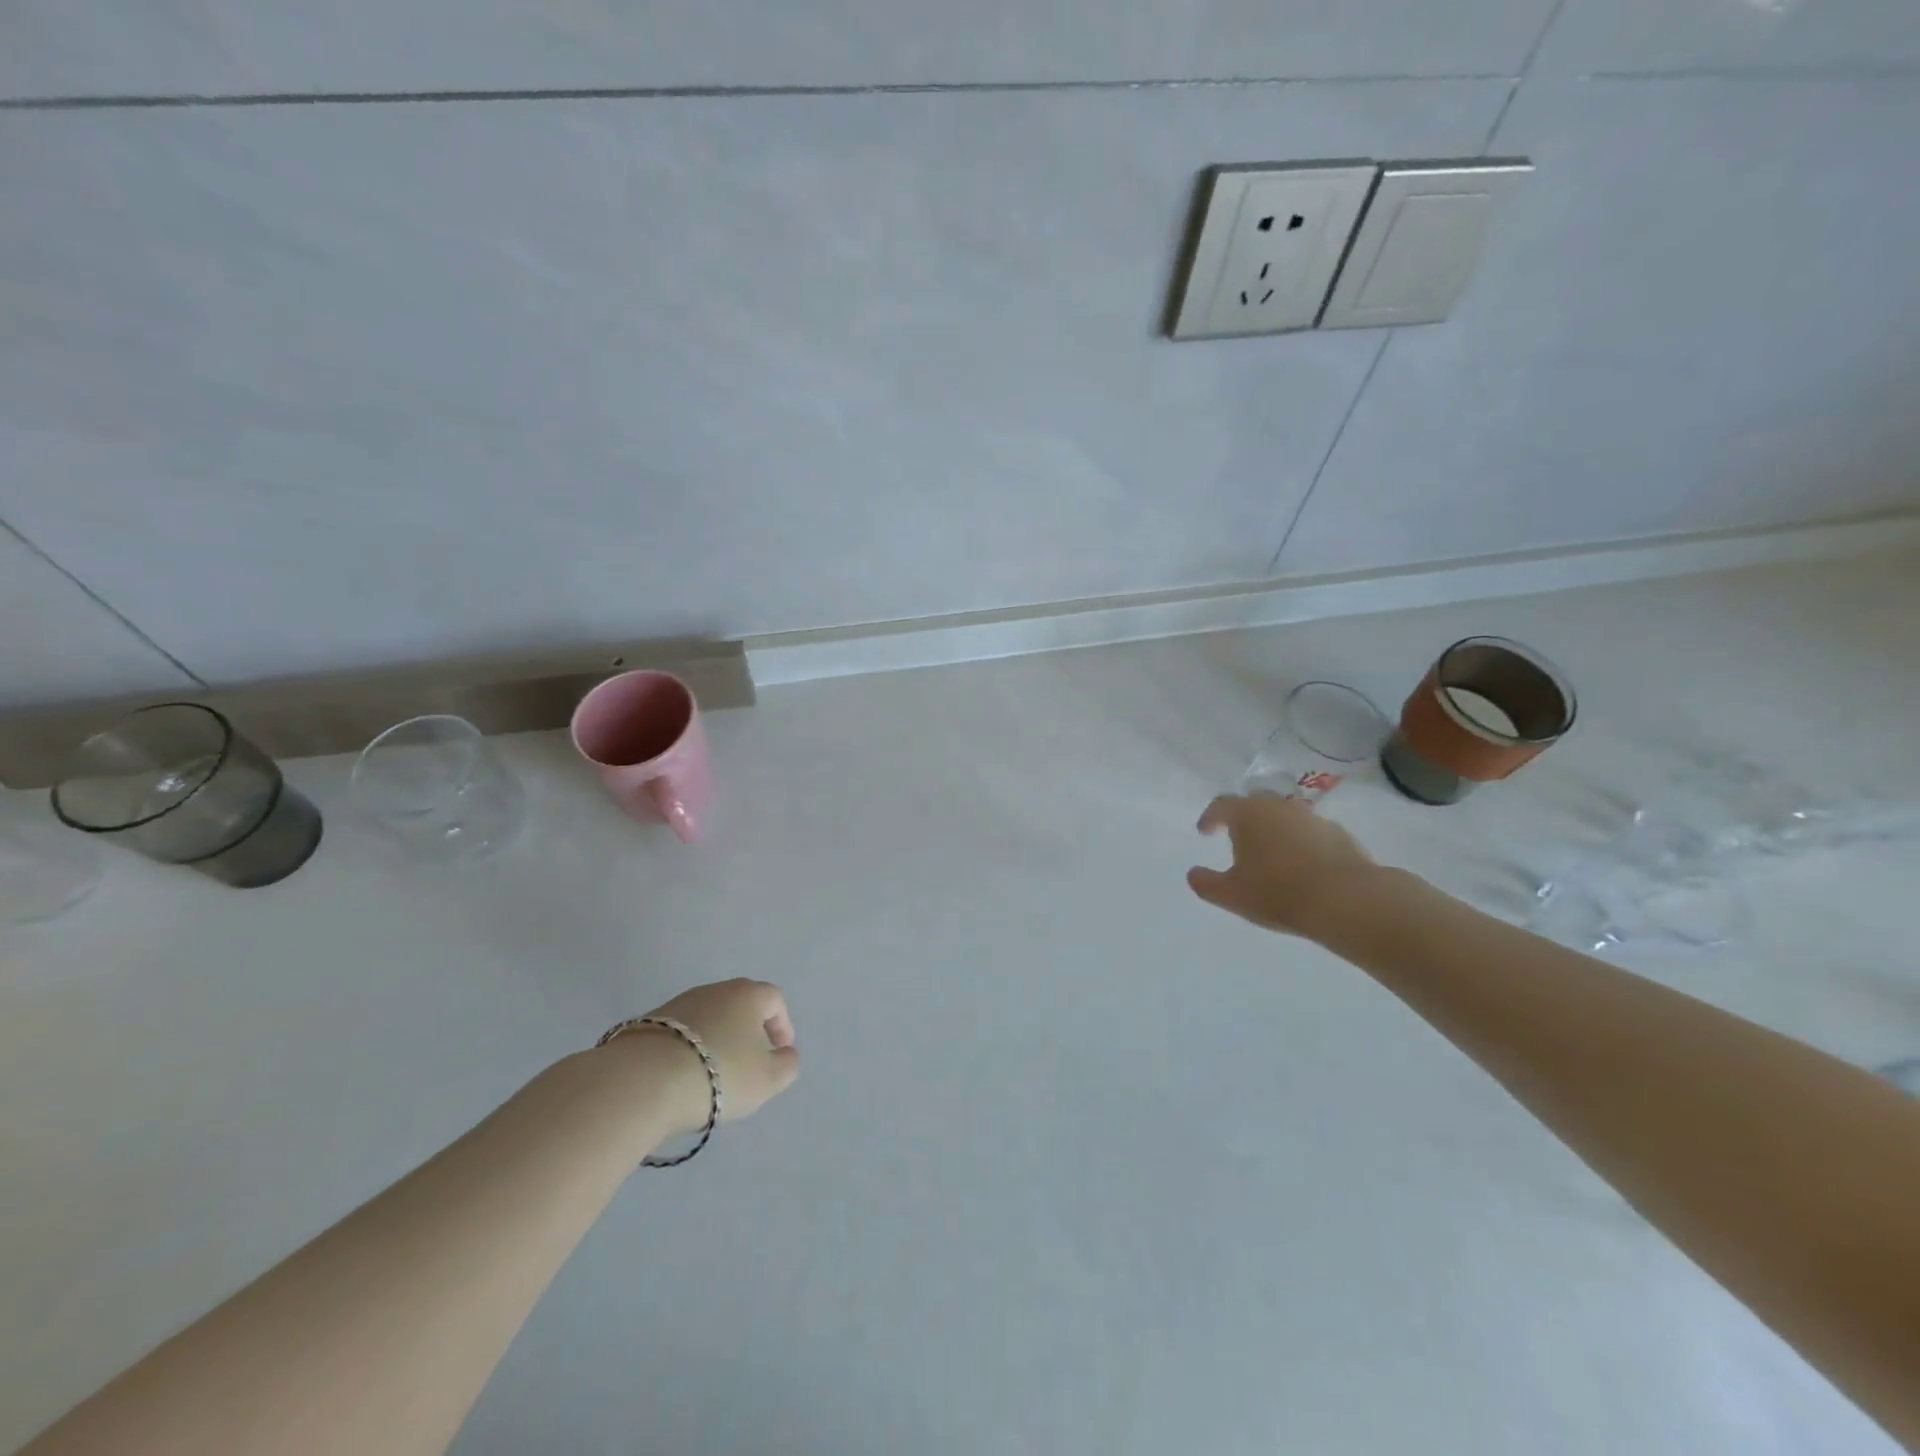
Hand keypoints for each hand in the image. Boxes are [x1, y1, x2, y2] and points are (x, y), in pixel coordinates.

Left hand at [615, 979, 799, 1131]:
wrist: (643, 1080)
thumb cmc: (719, 1074)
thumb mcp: (768, 1079)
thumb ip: (786, 1065)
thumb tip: (784, 1054)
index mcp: (748, 995)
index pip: (774, 1000)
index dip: (782, 1025)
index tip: (779, 1053)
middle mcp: (715, 990)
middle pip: (740, 1005)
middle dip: (748, 1032)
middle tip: (749, 1063)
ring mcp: (678, 1003)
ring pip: (709, 1018)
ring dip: (717, 1041)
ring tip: (713, 1075)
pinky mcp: (649, 1023)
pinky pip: (680, 1034)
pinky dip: (688, 1050)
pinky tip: (683, 1077)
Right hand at [1187, 792, 1377, 939]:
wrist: (1347, 900)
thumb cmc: (1278, 893)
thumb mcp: (1231, 895)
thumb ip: (1206, 883)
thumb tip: (1193, 873)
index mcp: (1248, 814)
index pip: (1221, 806)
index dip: (1210, 818)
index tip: (1205, 831)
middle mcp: (1279, 807)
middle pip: (1255, 804)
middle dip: (1243, 818)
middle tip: (1237, 837)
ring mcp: (1313, 818)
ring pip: (1285, 817)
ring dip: (1274, 830)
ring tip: (1271, 855)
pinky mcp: (1340, 835)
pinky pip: (1311, 834)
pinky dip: (1301, 844)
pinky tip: (1302, 867)